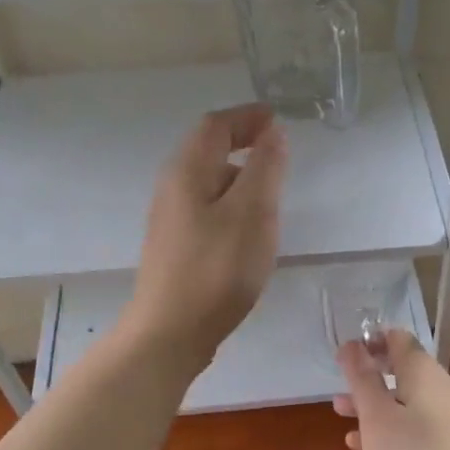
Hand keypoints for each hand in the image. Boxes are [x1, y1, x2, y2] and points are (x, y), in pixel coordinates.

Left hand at [125, 104, 286, 372]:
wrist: (171, 332)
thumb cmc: (216, 268)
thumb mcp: (252, 212)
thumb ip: (265, 168)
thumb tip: (272, 133)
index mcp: (188, 171)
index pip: (216, 125)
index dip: (247, 117)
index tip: (278, 119)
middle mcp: (172, 188)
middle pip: (207, 152)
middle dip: (243, 145)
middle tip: (278, 156)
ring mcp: (170, 220)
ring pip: (208, 184)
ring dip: (239, 179)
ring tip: (271, 197)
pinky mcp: (175, 248)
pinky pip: (206, 211)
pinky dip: (231, 206)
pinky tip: (248, 234)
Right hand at [333, 330, 449, 449]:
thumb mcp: (376, 414)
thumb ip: (362, 378)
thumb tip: (352, 345)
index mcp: (423, 372)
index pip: (398, 339)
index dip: (371, 341)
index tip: (346, 355)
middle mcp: (439, 387)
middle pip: (401, 370)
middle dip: (368, 376)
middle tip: (341, 387)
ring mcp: (447, 416)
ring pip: (404, 399)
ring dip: (373, 403)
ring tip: (342, 415)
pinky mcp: (448, 443)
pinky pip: (414, 424)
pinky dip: (389, 426)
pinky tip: (364, 446)